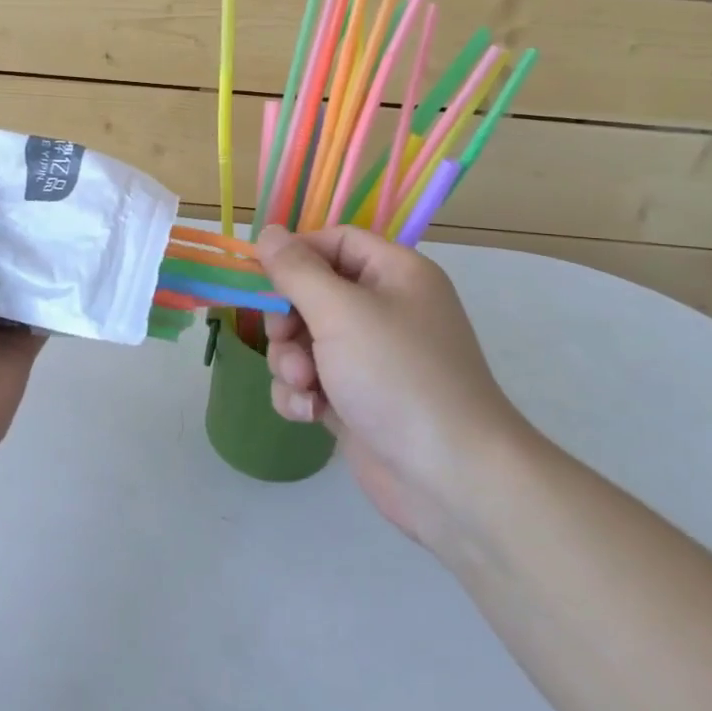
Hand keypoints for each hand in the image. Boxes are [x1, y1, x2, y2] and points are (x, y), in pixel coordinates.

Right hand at [256, 225, 535, 548]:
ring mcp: (370, 359)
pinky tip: (310, 413)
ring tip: (305, 385)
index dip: (296, 255)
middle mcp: (385, 310)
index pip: (336, 242)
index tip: (261, 278)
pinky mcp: (356, 401)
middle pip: (312, 294)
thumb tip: (268, 232)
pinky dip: (302, 394)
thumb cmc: (397, 375)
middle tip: (282, 340)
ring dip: (290, 361)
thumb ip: (296, 270)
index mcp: (395, 274)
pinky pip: (312, 382)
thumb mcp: (340, 312)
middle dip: (287, 321)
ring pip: (304, 341)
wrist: (450, 478)